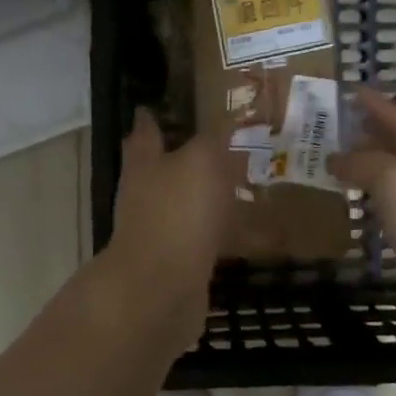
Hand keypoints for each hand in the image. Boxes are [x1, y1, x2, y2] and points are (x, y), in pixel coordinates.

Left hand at [101, 109, 239, 356]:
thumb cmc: (178, 212)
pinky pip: (204, 239)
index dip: (151, 117)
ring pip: (185, 205)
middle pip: (163, 169)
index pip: (145, 132)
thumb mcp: (202, 160)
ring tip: (243, 185)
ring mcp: (160, 231)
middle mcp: (146, 196)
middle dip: (186, 158)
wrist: (161, 289)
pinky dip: (224, 233)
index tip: (155, 106)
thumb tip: (226, 117)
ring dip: (207, 196)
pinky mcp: (178, 263)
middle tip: (221, 145)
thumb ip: (214, 138)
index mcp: (144, 164)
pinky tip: (251, 233)